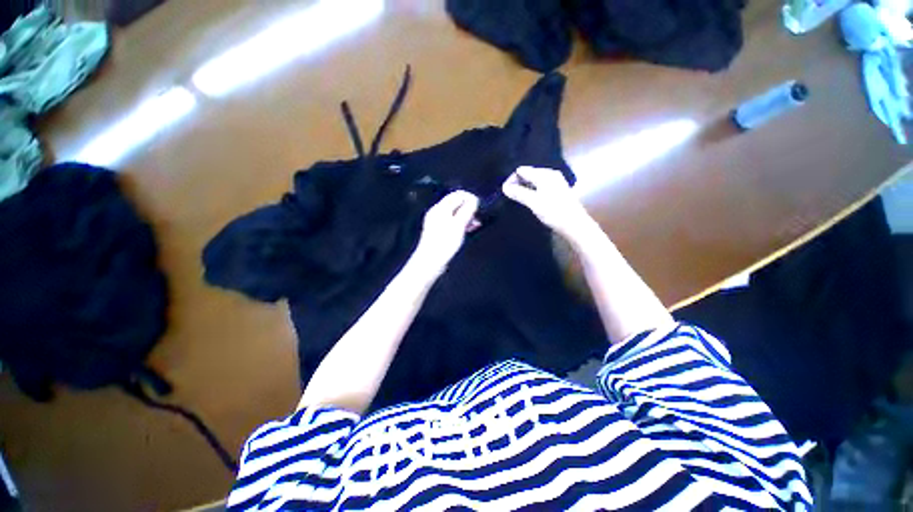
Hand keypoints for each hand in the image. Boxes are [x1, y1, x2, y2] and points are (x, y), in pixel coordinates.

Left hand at [411, 190, 479, 275]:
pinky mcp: (438, 231)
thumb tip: (474, 200)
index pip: (458, 195)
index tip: (480, 207)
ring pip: (455, 213)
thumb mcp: (459, 225)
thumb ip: (467, 210)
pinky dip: (461, 223)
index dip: (471, 198)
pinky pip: (452, 222)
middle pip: (456, 203)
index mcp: (441, 208)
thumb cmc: (445, 243)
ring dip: (467, 216)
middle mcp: (437, 212)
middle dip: (469, 208)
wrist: (430, 261)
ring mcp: (437, 221)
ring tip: (476, 225)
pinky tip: (468, 230)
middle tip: (478, 217)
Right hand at [502, 166, 592, 240]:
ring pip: (533, 182)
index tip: (505, 192)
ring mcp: (555, 183)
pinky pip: (539, 188)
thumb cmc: (554, 212)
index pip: (522, 170)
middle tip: (509, 196)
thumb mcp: (534, 202)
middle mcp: (550, 175)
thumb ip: (519, 193)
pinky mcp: (557, 192)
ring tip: (516, 199)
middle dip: (517, 184)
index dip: (512, 179)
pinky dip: (532, 192)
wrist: (575, 225)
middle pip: (528, 175)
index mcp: (545, 174)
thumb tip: (504, 187)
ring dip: (524, 189)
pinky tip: (529, 201)